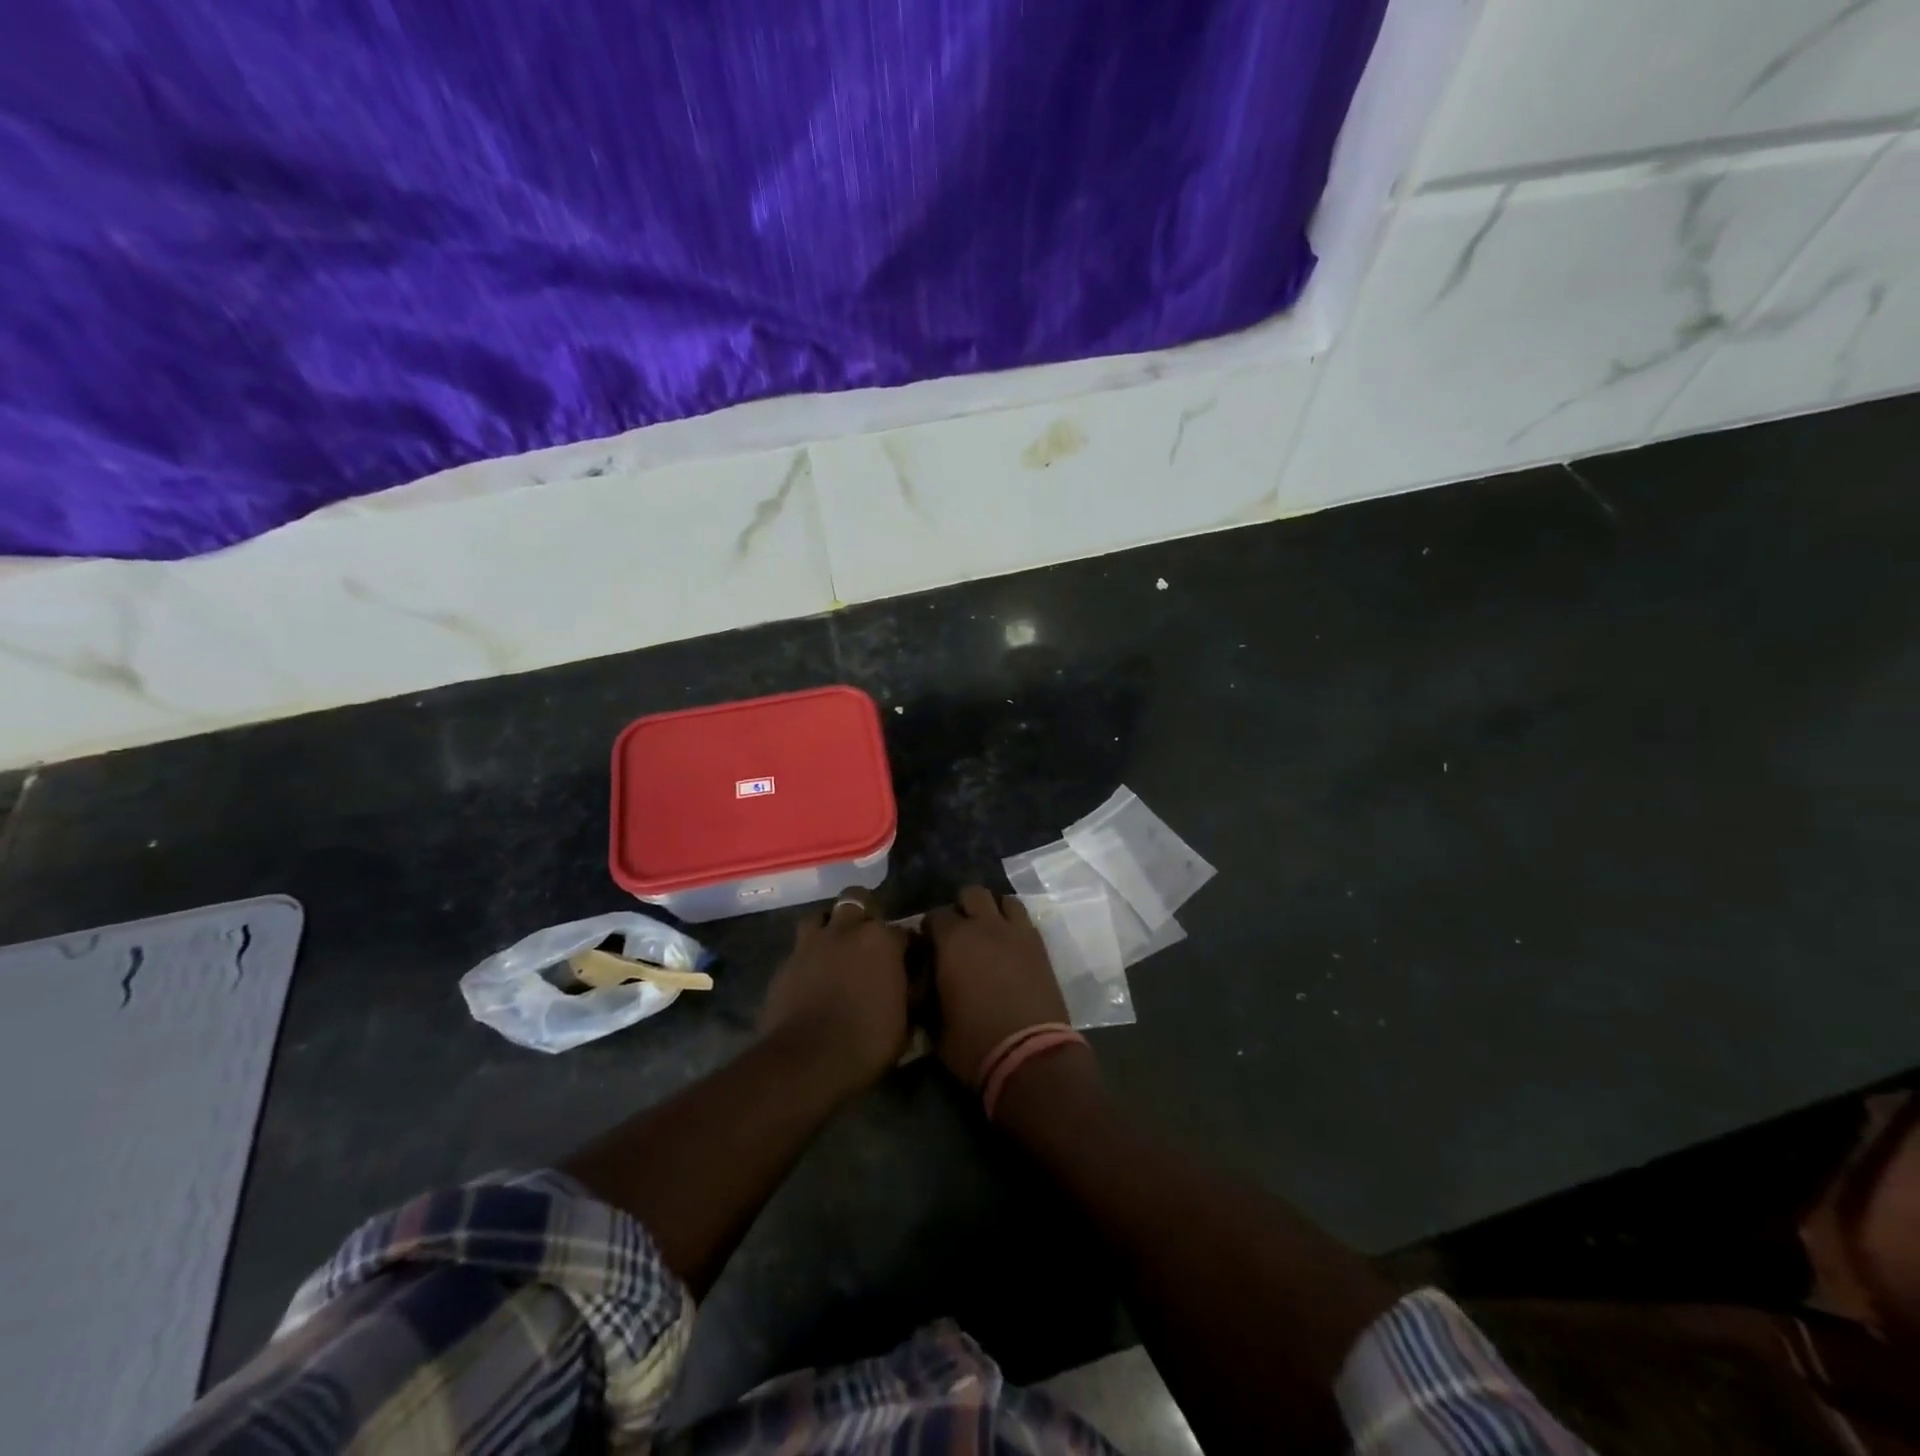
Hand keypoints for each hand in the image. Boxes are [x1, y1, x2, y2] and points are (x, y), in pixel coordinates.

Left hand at [759, 888, 910, 1093]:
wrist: (807, 1060)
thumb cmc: (866, 1041)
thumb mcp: (905, 1021)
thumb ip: (909, 991)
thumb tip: (912, 983)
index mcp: (882, 940)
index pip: (903, 932)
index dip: (906, 947)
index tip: (907, 962)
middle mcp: (847, 930)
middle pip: (857, 900)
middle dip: (865, 913)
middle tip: (868, 941)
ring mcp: (812, 943)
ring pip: (822, 915)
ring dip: (830, 926)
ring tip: (836, 948)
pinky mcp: (786, 961)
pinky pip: (800, 947)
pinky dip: (809, 955)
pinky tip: (813, 974)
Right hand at [924, 886, 1074, 1085]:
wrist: (1030, 1056)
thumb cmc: (974, 1044)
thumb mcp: (934, 1025)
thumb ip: (927, 994)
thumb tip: (924, 983)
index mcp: (953, 941)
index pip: (934, 915)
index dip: (929, 929)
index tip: (928, 945)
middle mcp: (985, 926)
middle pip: (971, 893)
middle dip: (962, 908)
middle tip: (958, 934)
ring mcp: (1016, 932)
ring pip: (1003, 900)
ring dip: (992, 911)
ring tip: (988, 934)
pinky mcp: (1040, 946)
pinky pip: (1024, 920)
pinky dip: (1014, 925)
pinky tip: (1009, 946)